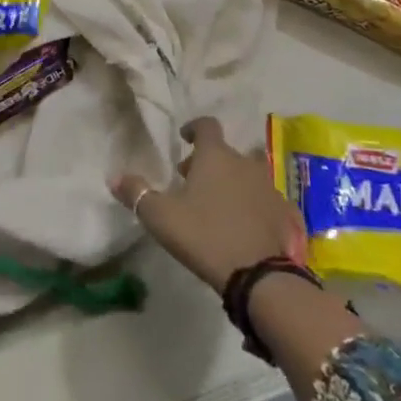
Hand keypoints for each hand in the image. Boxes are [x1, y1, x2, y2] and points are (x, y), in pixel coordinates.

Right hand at [111, 118, 308, 293]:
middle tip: (192, 181)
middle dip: (209, 160)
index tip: (184, 139)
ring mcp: (269, 187)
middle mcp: (245, 163)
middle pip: (226, 151)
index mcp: (215, 156)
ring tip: (217, 203)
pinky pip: (265, 199)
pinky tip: (244, 224)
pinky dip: (253, 204)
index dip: (194, 128)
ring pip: (248, 173)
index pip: (206, 125)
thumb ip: (137, 193)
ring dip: (233, 181)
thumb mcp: (161, 216)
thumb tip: (115, 177)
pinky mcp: (284, 213)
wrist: (259, 276)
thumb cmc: (204, 235)